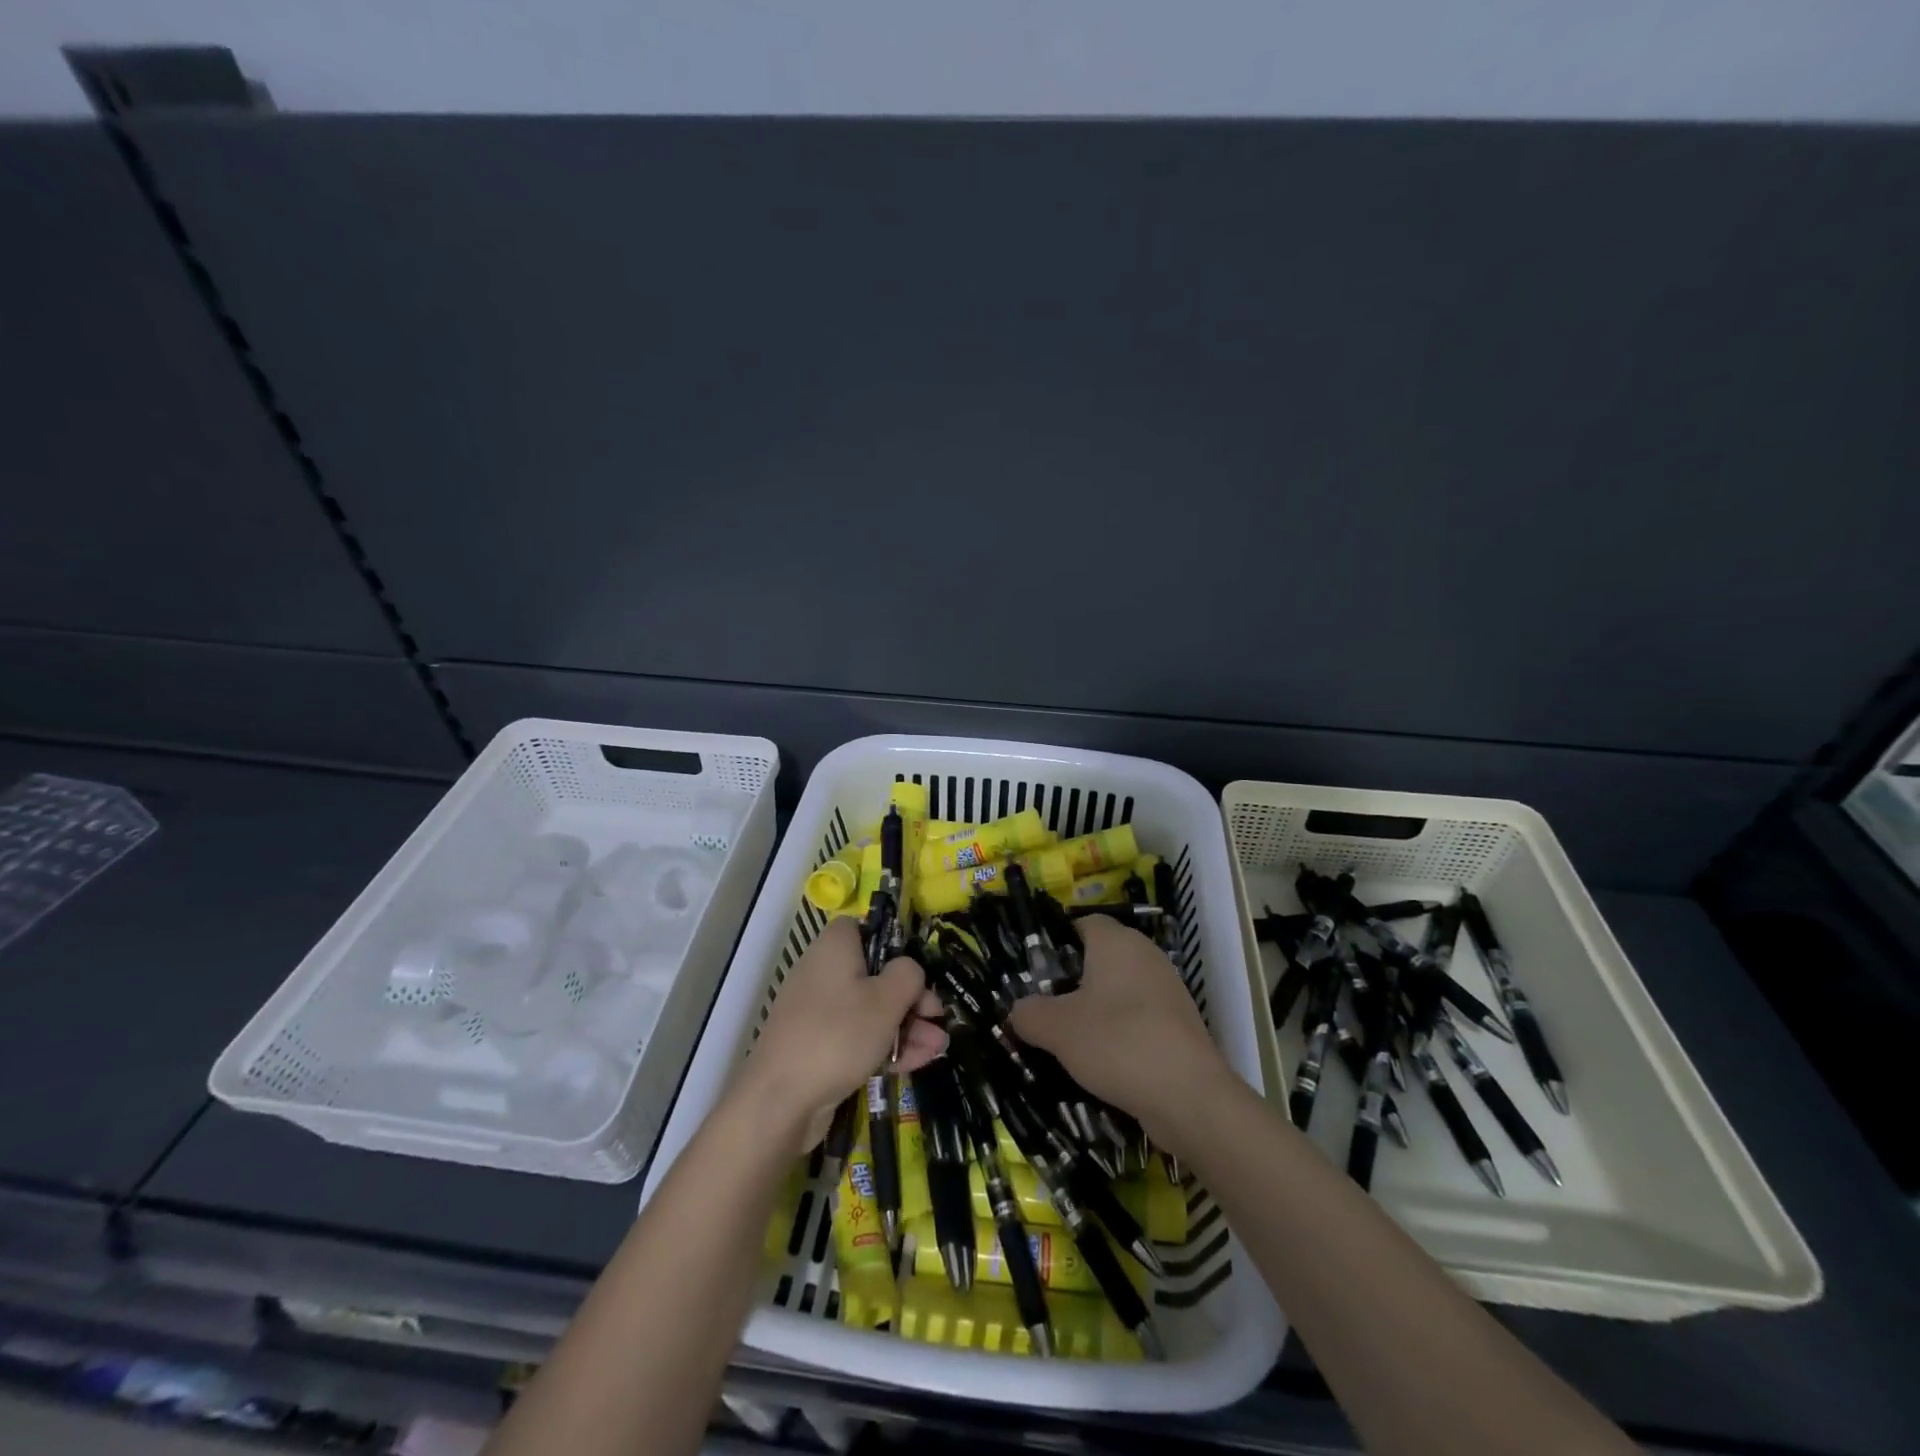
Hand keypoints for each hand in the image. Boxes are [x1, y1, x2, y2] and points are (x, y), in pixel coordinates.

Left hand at [735, 917, 947, 1152]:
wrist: (781, 1100)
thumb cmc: (839, 1035)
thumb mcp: (886, 1000)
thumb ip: (908, 975)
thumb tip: (909, 971)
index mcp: (835, 948)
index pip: (865, 929)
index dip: (894, 945)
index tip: (918, 972)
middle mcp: (823, 972)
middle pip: (875, 974)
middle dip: (911, 998)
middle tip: (937, 1017)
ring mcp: (819, 1012)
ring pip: (871, 1010)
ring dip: (906, 1026)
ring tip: (939, 1047)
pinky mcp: (819, 1046)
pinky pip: (858, 1037)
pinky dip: (885, 1046)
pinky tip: (918, 1062)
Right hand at [1007, 915, 1232, 1151]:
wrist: (1188, 1096)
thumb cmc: (1117, 1043)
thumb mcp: (1056, 1028)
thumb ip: (1028, 1013)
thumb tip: (1019, 1011)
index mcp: (1116, 941)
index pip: (1082, 923)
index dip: (1056, 943)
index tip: (1035, 974)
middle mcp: (1145, 954)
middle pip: (1100, 957)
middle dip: (1072, 981)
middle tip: (1045, 1009)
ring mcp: (1167, 989)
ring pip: (1119, 989)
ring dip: (1095, 1010)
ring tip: (1068, 1041)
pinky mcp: (1179, 1023)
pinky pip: (1138, 1016)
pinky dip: (1119, 1032)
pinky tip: (1102, 1061)